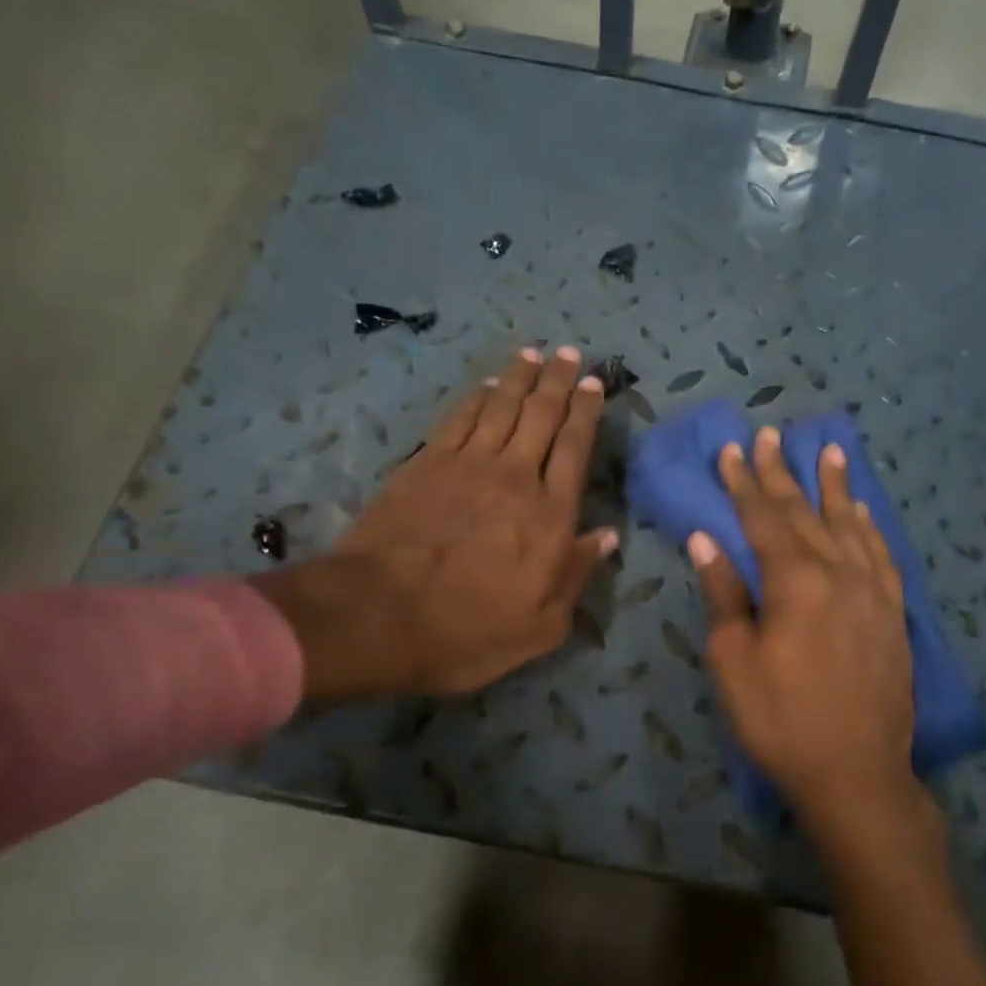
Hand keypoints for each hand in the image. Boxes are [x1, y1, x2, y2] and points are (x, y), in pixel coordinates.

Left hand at [253, 346, 616, 701]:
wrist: (378, 616)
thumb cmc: (468, 631)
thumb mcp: (540, 626)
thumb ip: (576, 575)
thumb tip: (607, 536)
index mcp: (550, 516)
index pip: (575, 449)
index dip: (586, 413)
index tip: (592, 384)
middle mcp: (515, 478)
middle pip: (542, 416)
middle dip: (558, 381)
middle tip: (568, 353)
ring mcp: (467, 465)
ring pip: (502, 407)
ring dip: (520, 377)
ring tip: (534, 354)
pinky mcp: (426, 464)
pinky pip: (460, 418)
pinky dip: (476, 396)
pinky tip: (486, 384)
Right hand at [689, 427, 918, 833]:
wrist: (856, 774)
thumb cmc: (781, 721)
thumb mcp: (734, 661)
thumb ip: (724, 595)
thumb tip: (706, 540)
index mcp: (795, 582)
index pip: (763, 519)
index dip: (744, 483)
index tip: (732, 449)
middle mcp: (838, 574)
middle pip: (805, 513)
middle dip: (782, 474)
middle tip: (770, 435)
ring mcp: (873, 591)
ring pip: (850, 525)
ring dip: (835, 487)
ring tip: (828, 451)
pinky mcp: (893, 613)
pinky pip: (882, 555)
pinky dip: (869, 527)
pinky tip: (863, 511)